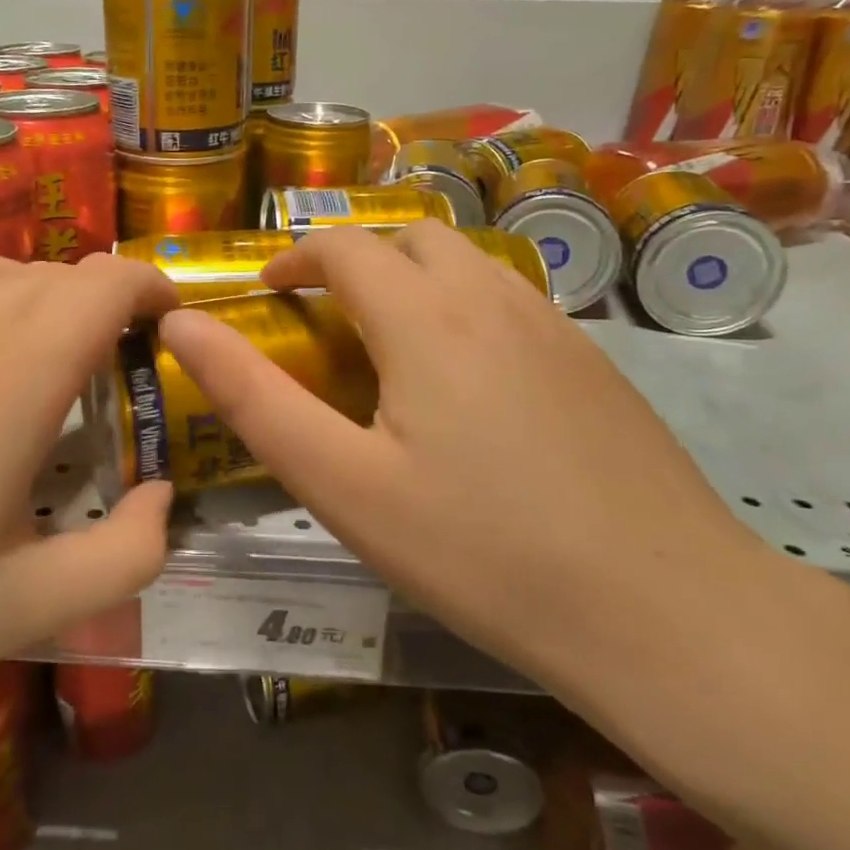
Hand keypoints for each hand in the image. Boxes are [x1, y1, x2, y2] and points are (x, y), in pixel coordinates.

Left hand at [0, 253, 177, 765]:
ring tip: (46, 363)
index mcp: (8, 386)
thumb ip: (124, 556)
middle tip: (116, 373)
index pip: (102, 284)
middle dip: (105, 305)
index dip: (151, 287)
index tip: (170, 324)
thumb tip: (161, 497)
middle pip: (56, 274)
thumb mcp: (21, 613)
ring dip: (43, 299)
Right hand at [158, 222, 779, 708]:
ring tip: (387, 339)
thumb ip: (255, 398)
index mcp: (424, 317)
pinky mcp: (593, 360)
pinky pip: (510, 299)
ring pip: (467, 262)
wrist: (666, 610)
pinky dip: (463, 305)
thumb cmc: (481, 551)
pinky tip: (467, 378)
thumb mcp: (344, 484)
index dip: (296, 257)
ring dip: (413, 276)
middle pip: (410, 238)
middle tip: (323, 314)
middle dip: (355, 258)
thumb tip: (182, 325)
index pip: (345, 246)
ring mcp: (554, 325)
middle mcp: (491, 297)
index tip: (268, 293)